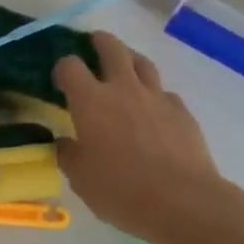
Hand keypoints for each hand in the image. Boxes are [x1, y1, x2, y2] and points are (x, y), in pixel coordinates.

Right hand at [54, 32, 223, 242]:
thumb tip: (65, 142)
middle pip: (111, 47)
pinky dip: (154, 94)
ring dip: (129, 58)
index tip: (60, 79)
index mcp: (91, 101)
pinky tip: (152, 108)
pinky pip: (164, 92)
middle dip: (99, 42)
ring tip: (124, 65)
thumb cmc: (122, 191)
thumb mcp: (81, 180)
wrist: (183, 202)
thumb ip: (69, 155)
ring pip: (142, 62)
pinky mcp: (182, 111)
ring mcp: (156, 97)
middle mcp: (123, 88)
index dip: (62, 67)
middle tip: (93, 45)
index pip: (70, 66)